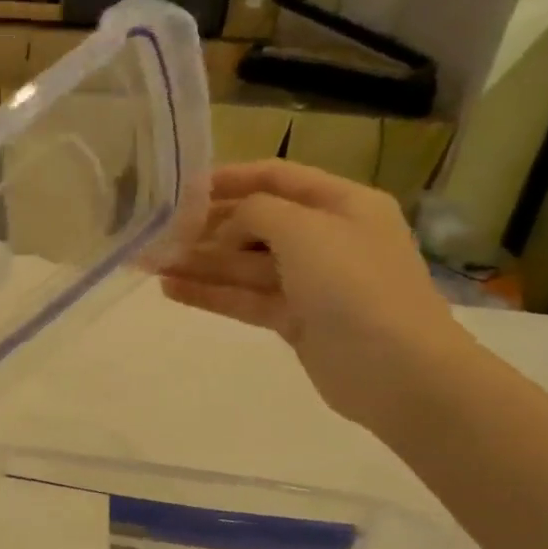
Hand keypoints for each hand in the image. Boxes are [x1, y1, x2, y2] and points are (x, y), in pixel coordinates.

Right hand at [159, 162, 473, 428]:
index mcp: (341, 204)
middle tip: (156, 232)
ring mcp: (310, 282)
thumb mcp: (304, 229)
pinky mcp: (294, 319)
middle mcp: (325, 237)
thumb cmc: (354, 284)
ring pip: (243, 265)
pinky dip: (210, 293)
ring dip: (199, 263)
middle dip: (206, 227)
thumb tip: (227, 226)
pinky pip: (244, 298)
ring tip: (150, 262)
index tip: (182, 187)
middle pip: (255, 223)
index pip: (277, 178)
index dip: (230, 179)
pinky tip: (170, 289)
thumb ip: (255, 212)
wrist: (397, 370)